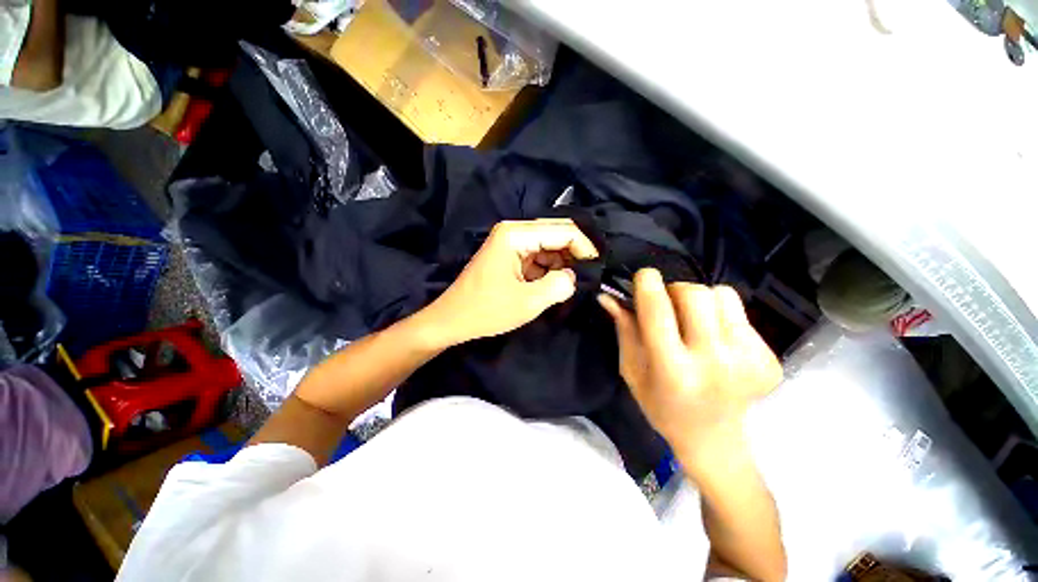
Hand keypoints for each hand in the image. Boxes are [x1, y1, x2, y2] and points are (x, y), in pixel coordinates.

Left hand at [422, 219, 597, 347]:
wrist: (453, 320)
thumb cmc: (487, 311)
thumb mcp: (529, 302)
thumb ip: (559, 285)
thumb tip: (574, 276)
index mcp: (516, 234)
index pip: (563, 230)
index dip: (584, 247)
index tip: (597, 267)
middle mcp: (514, 231)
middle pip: (555, 233)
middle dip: (574, 253)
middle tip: (588, 274)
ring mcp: (510, 242)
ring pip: (548, 245)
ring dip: (562, 262)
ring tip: (572, 282)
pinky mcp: (509, 255)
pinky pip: (537, 255)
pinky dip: (549, 268)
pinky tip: (555, 283)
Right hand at [598, 269, 781, 468]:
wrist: (714, 439)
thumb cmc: (661, 405)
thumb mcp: (631, 370)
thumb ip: (623, 329)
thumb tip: (608, 296)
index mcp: (673, 369)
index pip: (658, 310)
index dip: (647, 283)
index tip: (643, 276)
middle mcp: (714, 361)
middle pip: (694, 293)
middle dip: (674, 290)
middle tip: (667, 304)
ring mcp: (748, 359)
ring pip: (719, 295)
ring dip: (698, 299)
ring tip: (692, 321)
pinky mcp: (768, 357)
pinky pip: (739, 311)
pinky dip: (720, 313)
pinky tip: (714, 337)